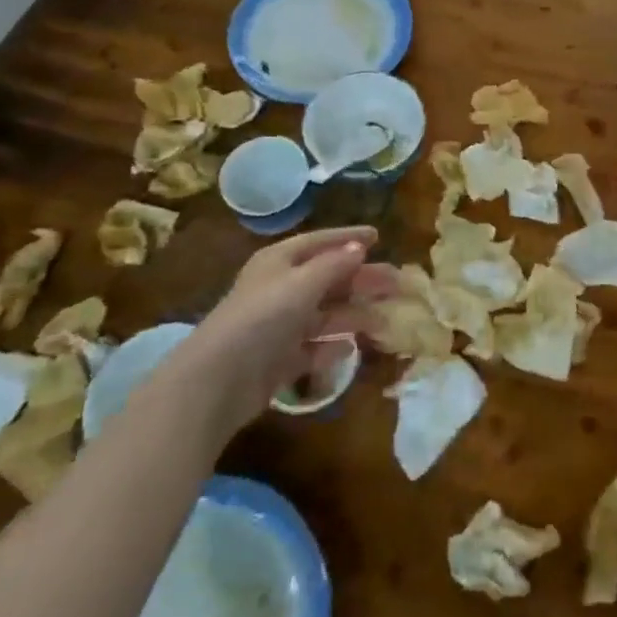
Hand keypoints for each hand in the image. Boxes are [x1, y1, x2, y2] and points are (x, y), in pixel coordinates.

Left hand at [174, 226, 395, 428]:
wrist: (217, 380)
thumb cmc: (262, 318)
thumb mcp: (301, 284)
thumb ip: (334, 265)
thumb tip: (359, 247)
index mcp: (280, 262)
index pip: (320, 242)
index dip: (349, 238)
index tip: (378, 236)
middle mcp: (280, 289)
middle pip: (329, 279)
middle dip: (363, 280)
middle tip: (398, 283)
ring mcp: (280, 326)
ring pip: (326, 314)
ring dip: (355, 315)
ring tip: (386, 321)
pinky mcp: (280, 359)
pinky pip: (314, 347)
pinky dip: (332, 346)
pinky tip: (350, 348)